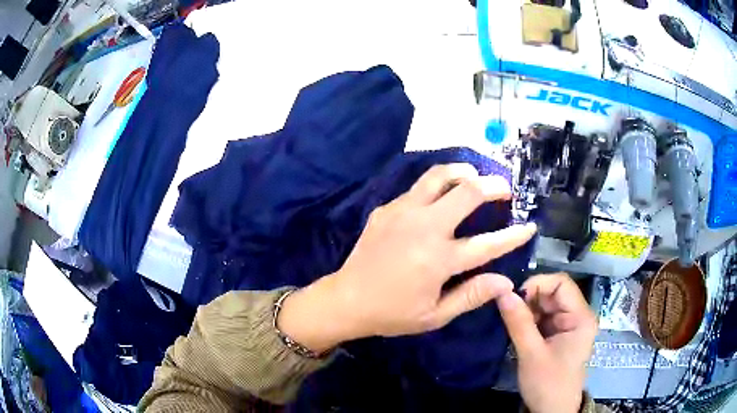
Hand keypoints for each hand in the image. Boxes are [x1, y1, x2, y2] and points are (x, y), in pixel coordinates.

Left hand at [278, 164, 537, 352]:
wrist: (347, 299)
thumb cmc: (393, 313)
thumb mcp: (435, 315)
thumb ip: (472, 295)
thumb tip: (505, 281)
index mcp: (439, 259)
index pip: (488, 243)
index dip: (514, 235)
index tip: (530, 226)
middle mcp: (424, 228)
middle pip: (467, 192)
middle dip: (493, 185)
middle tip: (504, 189)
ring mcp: (403, 212)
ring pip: (439, 175)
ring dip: (463, 171)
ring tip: (475, 176)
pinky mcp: (387, 208)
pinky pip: (418, 188)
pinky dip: (437, 185)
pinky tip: (440, 196)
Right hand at [497, 273, 597, 412]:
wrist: (552, 411)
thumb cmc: (547, 384)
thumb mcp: (531, 354)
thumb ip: (518, 322)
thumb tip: (502, 291)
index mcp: (581, 317)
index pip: (561, 283)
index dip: (537, 284)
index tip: (514, 297)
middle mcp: (578, 316)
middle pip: (553, 293)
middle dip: (530, 299)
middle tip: (508, 312)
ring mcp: (569, 325)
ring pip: (547, 305)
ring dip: (528, 310)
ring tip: (512, 323)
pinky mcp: (560, 334)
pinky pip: (544, 318)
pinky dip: (530, 321)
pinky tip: (519, 330)